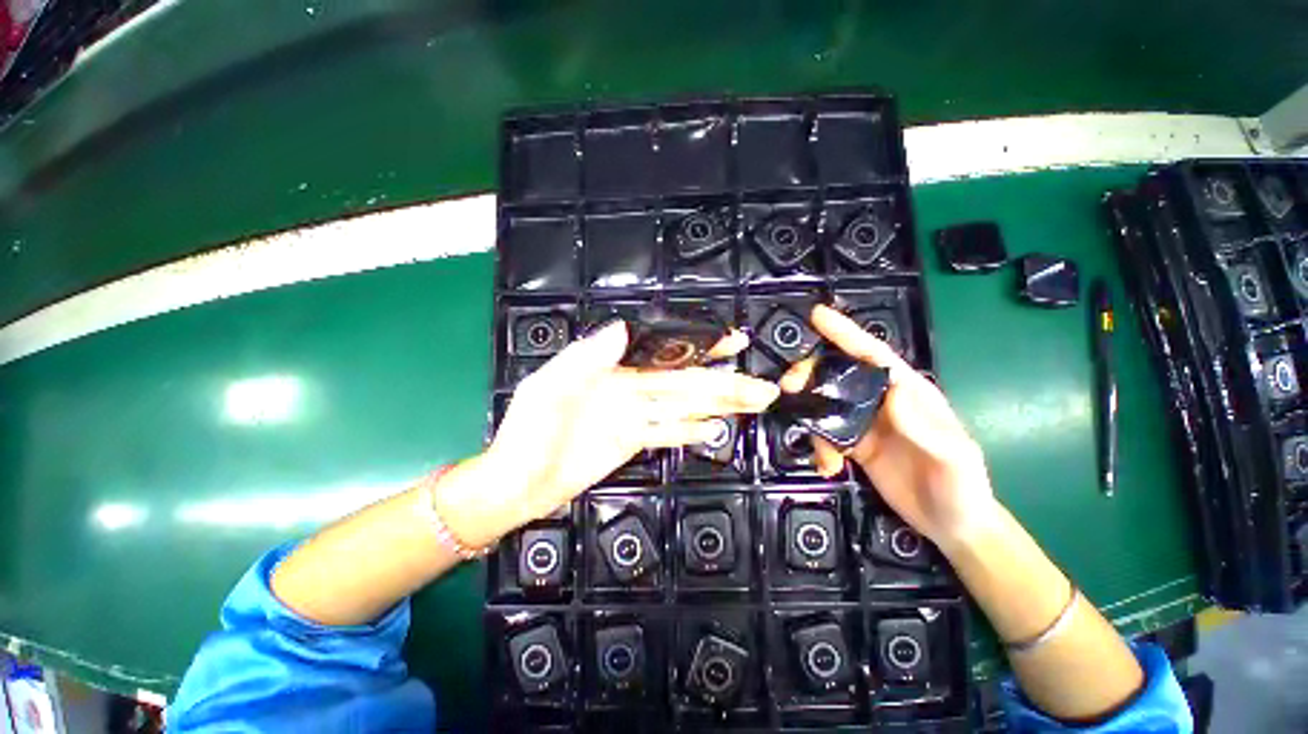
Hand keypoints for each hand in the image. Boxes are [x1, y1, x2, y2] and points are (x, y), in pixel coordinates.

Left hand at [440, 322, 779, 546]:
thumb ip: (585, 359)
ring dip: (718, 406)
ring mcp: (634, 417)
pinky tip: (716, 429)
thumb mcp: (549, 388)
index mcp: (612, 369)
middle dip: (724, 382)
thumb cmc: (527, 434)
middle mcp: (630, 389)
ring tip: (753, 404)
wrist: (517, 483)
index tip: (730, 341)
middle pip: (684, 384)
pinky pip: (667, 433)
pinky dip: (691, 431)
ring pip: (683, 407)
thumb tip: (621, 329)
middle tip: (762, 386)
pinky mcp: (633, 442)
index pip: (664, 353)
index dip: (698, 346)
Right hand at [780, 305, 996, 548]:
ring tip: (822, 453)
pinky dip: (819, 447)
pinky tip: (828, 467)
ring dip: (811, 418)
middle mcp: (882, 401)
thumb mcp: (955, 459)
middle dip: (811, 375)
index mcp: (908, 393)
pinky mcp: (854, 445)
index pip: (873, 355)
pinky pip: (825, 434)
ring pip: (825, 404)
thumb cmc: (962, 488)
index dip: (845, 333)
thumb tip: (893, 390)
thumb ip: (927, 427)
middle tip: (789, 387)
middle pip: (838, 374)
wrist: (952, 526)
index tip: (817, 316)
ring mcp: (865, 423)